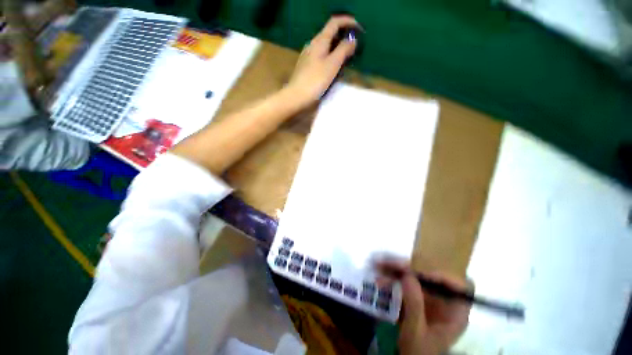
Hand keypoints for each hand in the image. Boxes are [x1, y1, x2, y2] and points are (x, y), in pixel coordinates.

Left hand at [285, 16, 357, 105]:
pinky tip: (333, 67)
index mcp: (319, 41)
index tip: (359, 29)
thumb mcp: (332, 64)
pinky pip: (321, 56)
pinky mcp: (306, 66)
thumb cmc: (315, 80)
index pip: (334, 23)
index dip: (348, 21)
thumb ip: (343, 50)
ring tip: (346, 57)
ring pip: (325, 46)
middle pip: (330, 34)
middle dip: (343, 36)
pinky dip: (330, 56)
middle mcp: (312, 44)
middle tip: (354, 46)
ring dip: (337, 47)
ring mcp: (308, 56)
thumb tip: (353, 40)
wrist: (297, 96)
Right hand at [379, 263, 471, 354]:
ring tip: (379, 267)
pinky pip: (406, 283)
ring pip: (416, 277)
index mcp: (454, 312)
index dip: (440, 275)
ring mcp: (430, 299)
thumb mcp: (416, 331)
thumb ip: (414, 305)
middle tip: (389, 264)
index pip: (457, 286)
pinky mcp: (417, 298)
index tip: (418, 273)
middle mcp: (444, 301)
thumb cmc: (418, 351)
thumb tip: (408, 275)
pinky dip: (393, 279)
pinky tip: (380, 278)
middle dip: (408, 269)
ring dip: (396, 271)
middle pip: (430, 277)